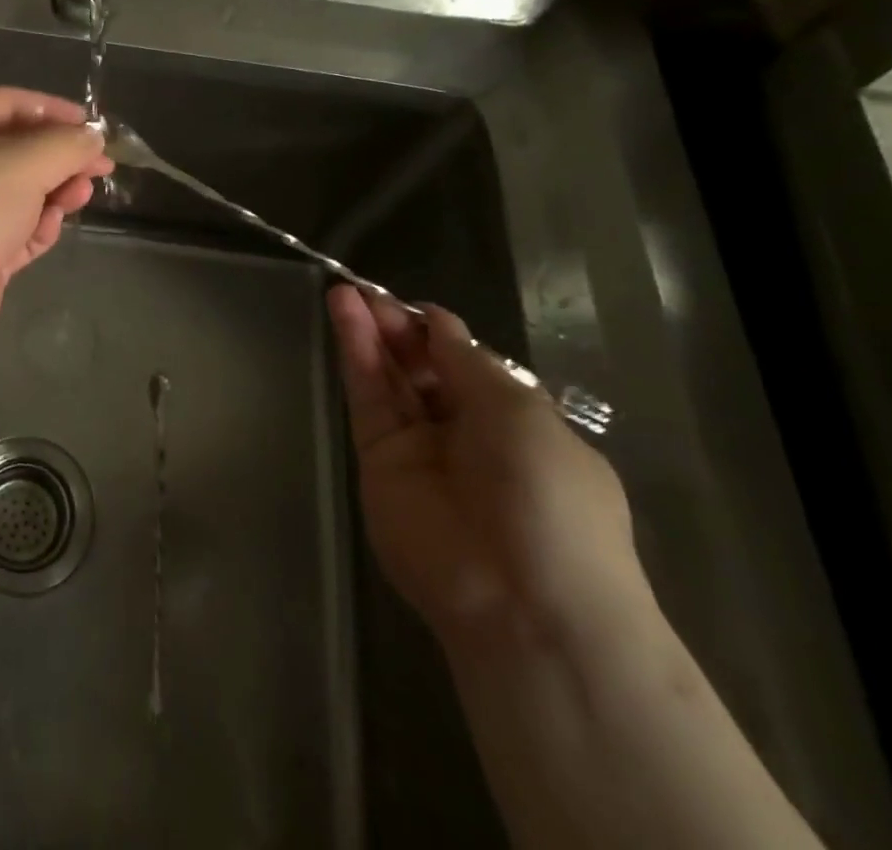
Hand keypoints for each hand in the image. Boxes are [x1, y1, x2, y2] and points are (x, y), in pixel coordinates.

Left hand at [0, 89, 113, 356]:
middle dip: (61, 157)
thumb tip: (92, 138)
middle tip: (100, 167)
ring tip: (80, 197)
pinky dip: (38, 228)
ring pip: (22, 195)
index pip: (8, 105)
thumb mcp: (20, 164)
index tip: (91, 126)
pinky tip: (50, 228)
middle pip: (19, 152)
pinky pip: (17, 233)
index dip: (51, 110)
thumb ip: (64, 146)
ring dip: (55, 192)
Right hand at [327, 285, 642, 644]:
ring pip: (389, 376)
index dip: (438, 331)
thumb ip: (466, 361)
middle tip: (367, 291)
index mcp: (516, 422)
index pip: (467, 363)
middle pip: (422, 366)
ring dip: (369, 331)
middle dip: (398, 327)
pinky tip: (342, 312)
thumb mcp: (520, 412)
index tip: (410, 304)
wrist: (521, 600)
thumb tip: (438, 322)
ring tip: (344, 290)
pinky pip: (367, 396)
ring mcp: (418, 447)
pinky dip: (355, 352)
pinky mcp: (377, 459)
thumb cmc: (549, 497)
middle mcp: (464, 432)